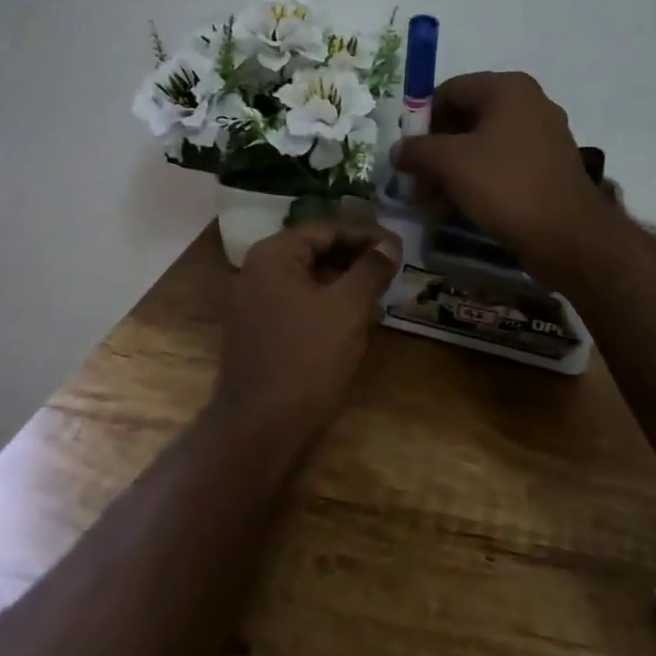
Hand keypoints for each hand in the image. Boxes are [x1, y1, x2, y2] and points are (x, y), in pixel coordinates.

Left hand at [217, 222, 402, 433]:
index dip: (367, 235)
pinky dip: (330, 307)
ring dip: (347, 285)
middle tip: (393, 270)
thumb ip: (370, 269)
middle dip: (357, 260)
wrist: (260, 426)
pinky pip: (302, 305)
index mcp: (274, 255)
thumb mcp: (347, 308)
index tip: (399, 247)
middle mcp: (259, 271)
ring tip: (382, 296)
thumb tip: (389, 244)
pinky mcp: (262, 331)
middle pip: (317, 252)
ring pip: (311, 280)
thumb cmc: (306, 357)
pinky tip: (359, 322)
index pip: (327, 229)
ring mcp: (256, 303)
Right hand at [391, 72, 609, 279]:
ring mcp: (542, 136)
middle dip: (435, 151)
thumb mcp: (451, 163)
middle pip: (465, 119)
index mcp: (507, 89)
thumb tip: (399, 150)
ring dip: (452, 171)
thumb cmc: (507, 186)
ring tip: (431, 202)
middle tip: (415, 183)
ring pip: (482, 146)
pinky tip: (458, 207)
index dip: (421, 121)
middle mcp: (528, 104)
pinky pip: (502, 165)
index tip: (407, 154)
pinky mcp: (547, 167)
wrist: (569, 235)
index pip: (449, 91)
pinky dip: (477, 181)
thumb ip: (417, 150)